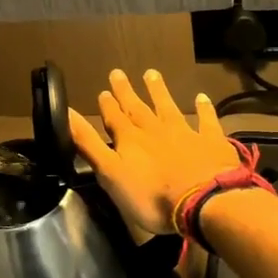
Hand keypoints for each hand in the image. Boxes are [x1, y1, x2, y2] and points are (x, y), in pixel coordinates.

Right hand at [68, 68, 237, 234]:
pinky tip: (201, 98)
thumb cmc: (151, 197)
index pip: (114, 118)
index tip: (103, 91)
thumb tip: (66, 113)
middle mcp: (155, 131)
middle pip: (138, 108)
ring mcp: (185, 134)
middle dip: (126, 91)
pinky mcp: (211, 143)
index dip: (107, 105)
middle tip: (118, 73)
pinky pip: (206, 121)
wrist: (204, 203)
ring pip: (168, 107)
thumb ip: (88, 144)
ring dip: (159, 91)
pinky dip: (203, 109)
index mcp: (130, 141)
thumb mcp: (110, 174)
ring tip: (152, 74)